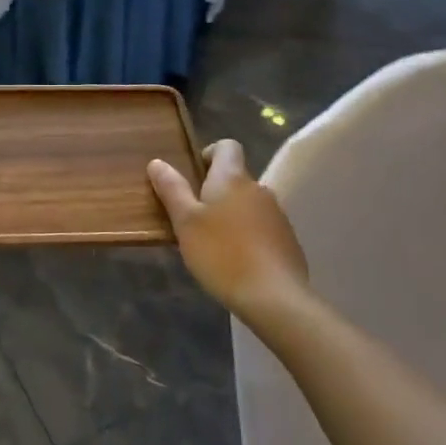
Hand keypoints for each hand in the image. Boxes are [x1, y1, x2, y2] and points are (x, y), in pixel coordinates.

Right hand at [148, 138, 307, 319]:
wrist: (275, 298)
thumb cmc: (221, 254)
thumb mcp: (185, 222)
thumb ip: (172, 189)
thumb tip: (157, 162)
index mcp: (232, 178)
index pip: (227, 146)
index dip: (209, 154)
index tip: (193, 176)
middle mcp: (258, 188)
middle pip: (236, 178)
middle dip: (215, 191)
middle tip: (194, 218)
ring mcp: (277, 215)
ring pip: (248, 204)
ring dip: (232, 215)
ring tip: (213, 244)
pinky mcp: (288, 240)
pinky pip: (262, 227)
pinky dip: (248, 235)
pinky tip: (237, 261)